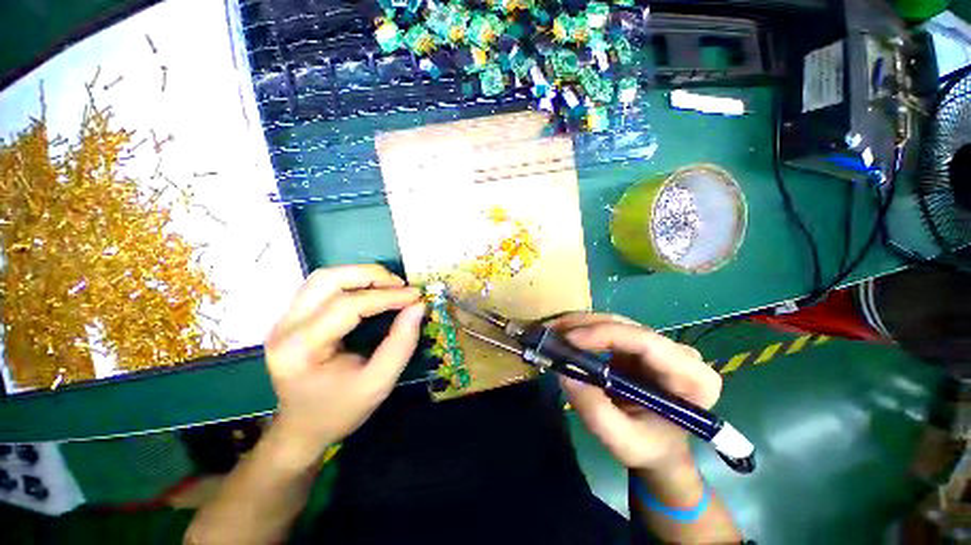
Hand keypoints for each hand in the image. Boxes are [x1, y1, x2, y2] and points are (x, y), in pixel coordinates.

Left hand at [263, 265, 424, 464]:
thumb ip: (401, 344)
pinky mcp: (292, 317)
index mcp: (301, 349)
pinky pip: (322, 286)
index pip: (347, 306)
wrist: (302, 428)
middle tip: (401, 285)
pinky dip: (351, 282)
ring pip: (323, 277)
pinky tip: (371, 290)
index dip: (386, 297)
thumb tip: (418, 307)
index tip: (416, 296)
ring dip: (360, 275)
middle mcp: (285, 327)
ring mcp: (284, 319)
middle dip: (370, 276)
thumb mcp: (378, 384)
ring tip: (389, 285)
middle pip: (327, 280)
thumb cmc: (339, 411)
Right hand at [553, 314, 721, 470]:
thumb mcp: (622, 442)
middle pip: (627, 327)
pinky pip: (608, 328)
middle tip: (551, 331)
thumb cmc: (649, 449)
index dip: (605, 335)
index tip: (569, 340)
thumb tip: (564, 373)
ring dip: (580, 324)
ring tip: (551, 330)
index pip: (647, 343)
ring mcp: (658, 345)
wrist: (658, 448)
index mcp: (692, 378)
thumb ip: (595, 411)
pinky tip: (564, 332)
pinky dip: (583, 329)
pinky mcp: (638, 344)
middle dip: (585, 326)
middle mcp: (679, 353)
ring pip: (614, 322)